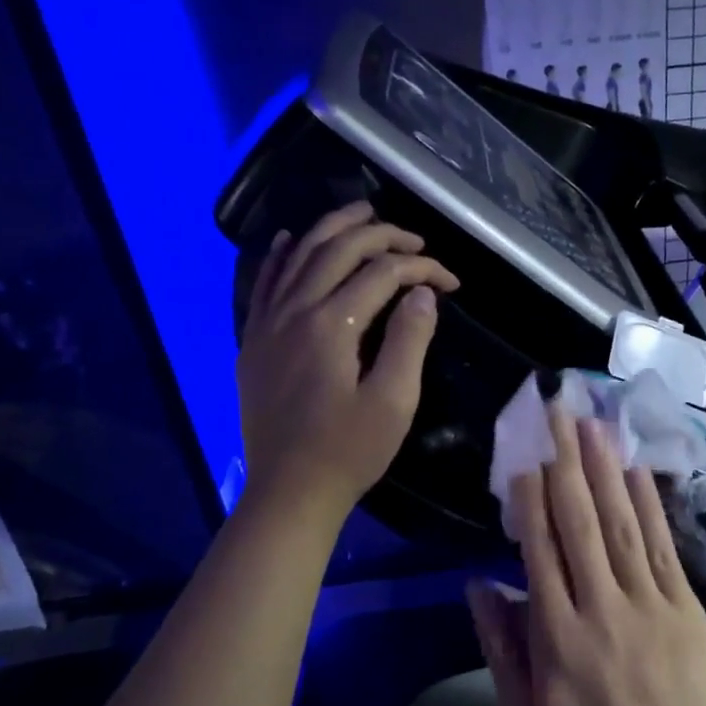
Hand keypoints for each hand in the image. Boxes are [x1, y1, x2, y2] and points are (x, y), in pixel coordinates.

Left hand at [236, 202, 457, 520]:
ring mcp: (267, 323)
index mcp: (331, 325)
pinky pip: (266, 282)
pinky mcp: (254, 340)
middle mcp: (294, 311)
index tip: (452, 284)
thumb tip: (422, 293)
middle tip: (416, 240)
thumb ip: (409, 339)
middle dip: (382, 235)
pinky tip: (294, 239)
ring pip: (299, 255)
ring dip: (334, 228)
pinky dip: (283, 254)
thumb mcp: (394, 401)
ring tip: (364, 213)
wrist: (289, 492)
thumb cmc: (349, 451)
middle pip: (339, 249)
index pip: (383, 273)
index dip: (423, 269)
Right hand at [468, 406, 705, 705]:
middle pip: (580, 523)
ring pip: (621, 523)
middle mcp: (601, 607)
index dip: (530, 499)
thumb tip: (479, 583)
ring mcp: (648, 602)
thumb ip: (501, 647)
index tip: (524, 455)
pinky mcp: (683, 605)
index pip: (539, 551)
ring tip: (591, 424)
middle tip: (556, 414)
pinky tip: (636, 468)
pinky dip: (649, 504)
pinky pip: (662, 546)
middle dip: (565, 462)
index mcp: (557, 636)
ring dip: (604, 469)